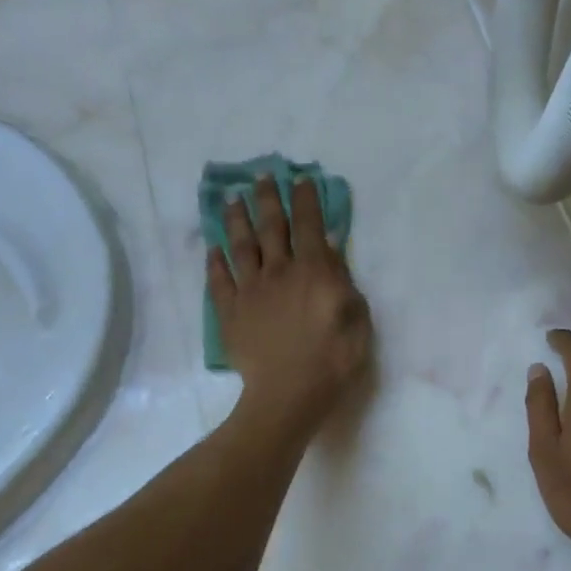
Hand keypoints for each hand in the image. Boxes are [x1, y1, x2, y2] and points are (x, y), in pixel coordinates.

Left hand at [210, 175, 372, 433]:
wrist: (288, 394)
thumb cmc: (334, 359)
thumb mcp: (357, 318)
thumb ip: (343, 280)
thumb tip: (330, 249)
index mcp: (314, 270)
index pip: (309, 224)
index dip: (305, 199)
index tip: (300, 178)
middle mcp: (279, 271)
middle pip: (271, 226)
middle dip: (268, 198)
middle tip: (261, 176)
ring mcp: (250, 291)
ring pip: (241, 246)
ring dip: (237, 220)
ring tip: (232, 200)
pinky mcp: (230, 312)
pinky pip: (219, 280)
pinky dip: (215, 262)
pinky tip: (213, 249)